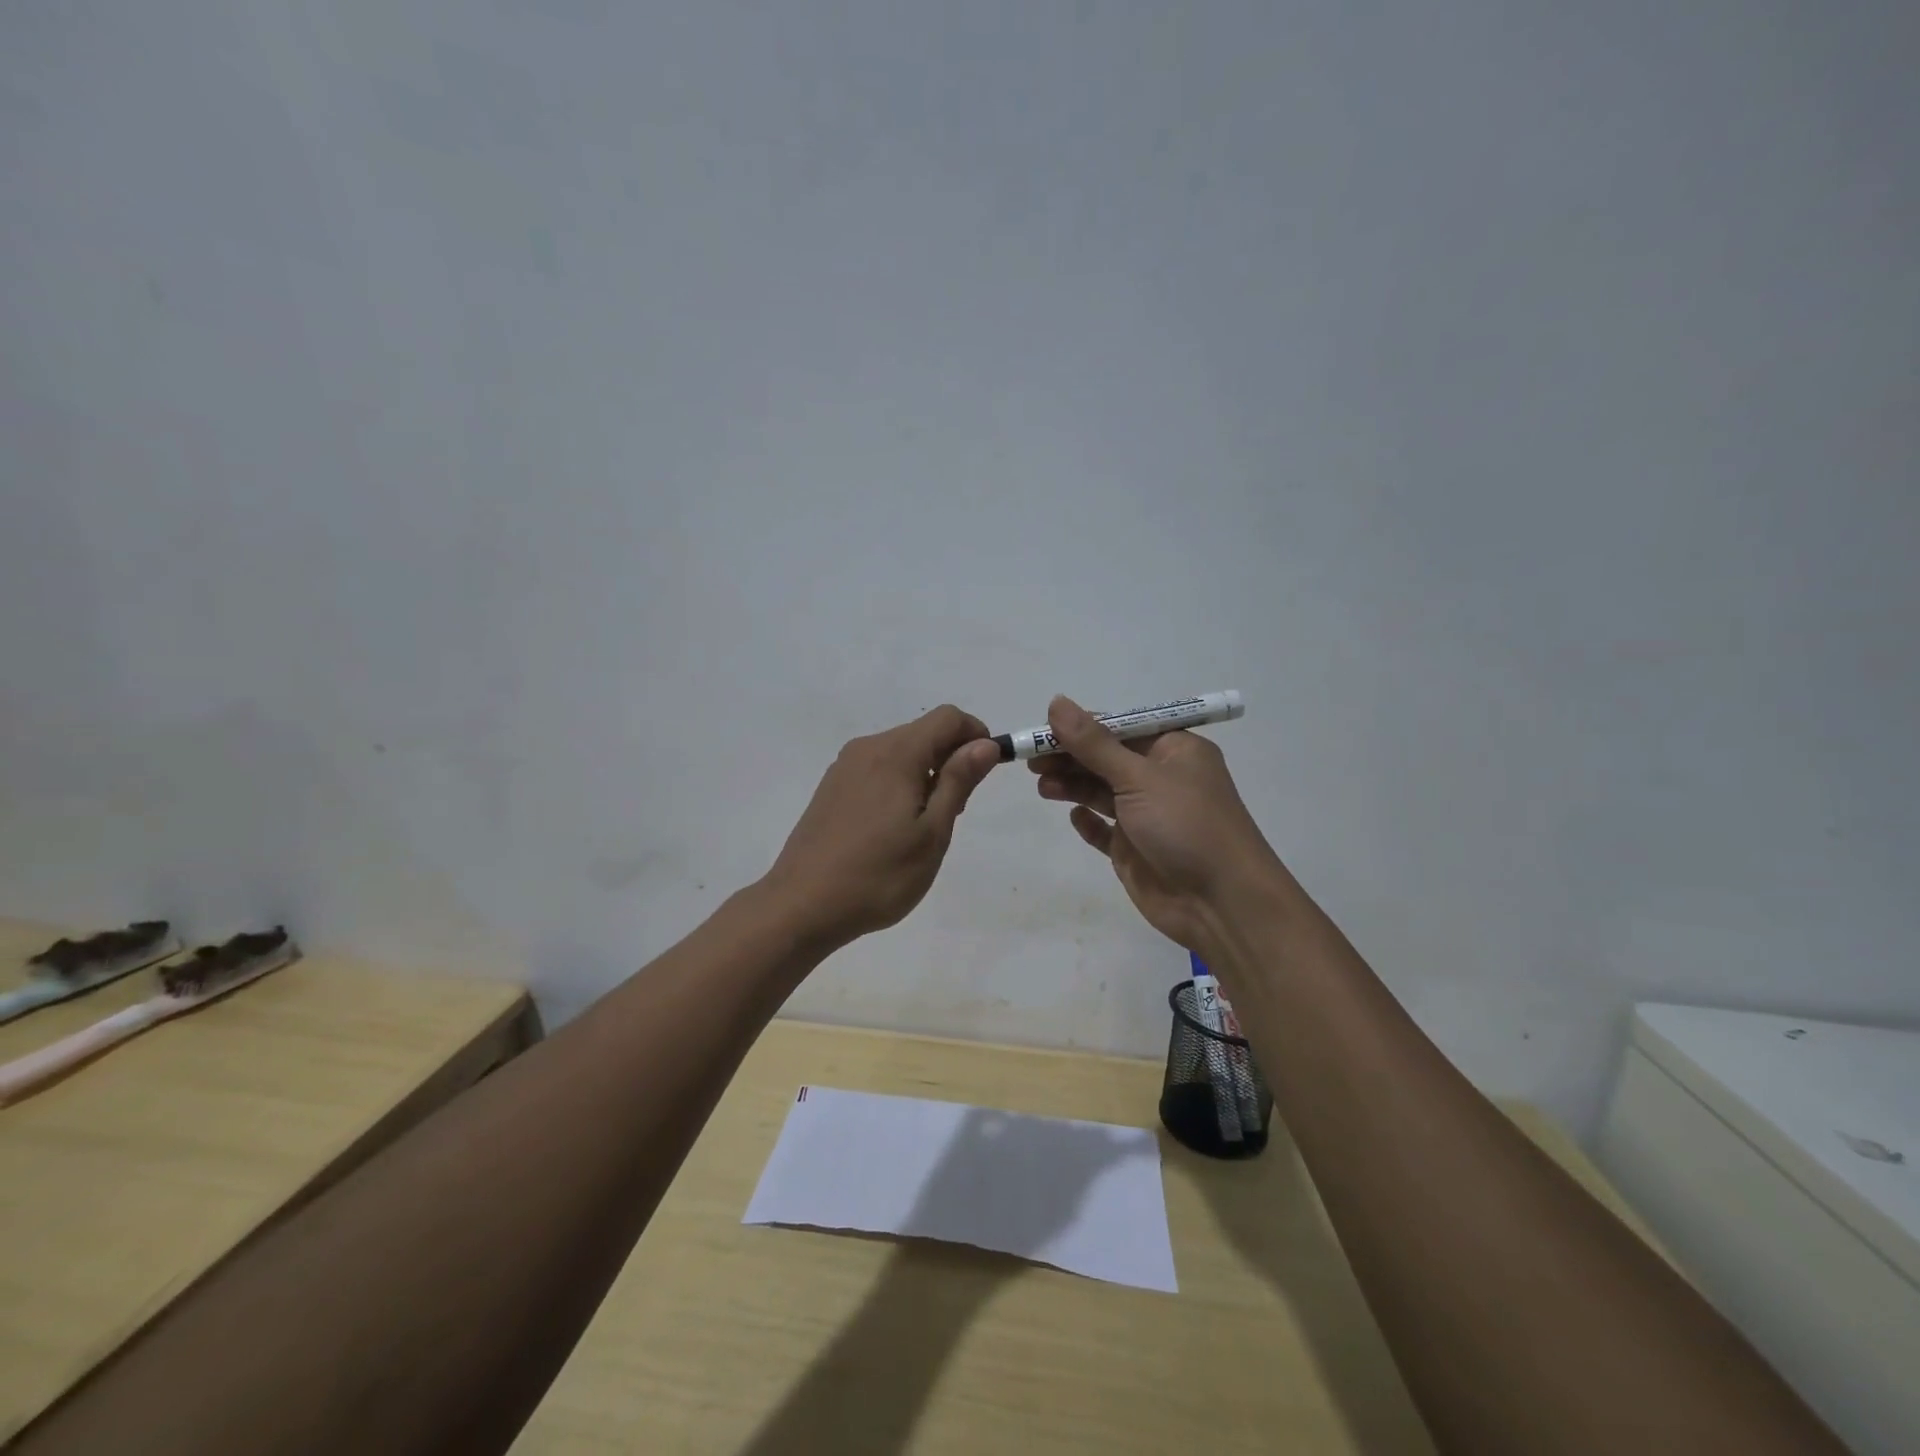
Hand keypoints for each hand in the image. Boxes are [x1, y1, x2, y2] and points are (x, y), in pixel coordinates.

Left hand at [763, 705, 999, 947]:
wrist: (802, 906)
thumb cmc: (879, 875)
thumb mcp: (932, 833)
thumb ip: (959, 781)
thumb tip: (985, 743)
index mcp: (896, 753)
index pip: (948, 717)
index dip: (975, 735)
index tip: (984, 773)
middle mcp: (868, 748)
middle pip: (923, 732)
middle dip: (950, 759)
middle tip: (954, 812)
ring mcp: (844, 767)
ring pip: (900, 752)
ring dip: (925, 773)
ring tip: (923, 827)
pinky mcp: (831, 787)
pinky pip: (877, 769)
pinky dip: (898, 783)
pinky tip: (892, 829)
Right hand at [1030, 696, 1284, 956]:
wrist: (1221, 903)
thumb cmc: (1186, 825)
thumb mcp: (1139, 776)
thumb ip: (1093, 743)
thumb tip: (1056, 703)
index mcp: (1174, 750)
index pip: (1119, 728)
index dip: (1080, 728)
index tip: (1042, 732)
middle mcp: (1161, 779)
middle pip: (1106, 759)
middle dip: (1070, 758)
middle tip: (1031, 762)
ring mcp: (1147, 816)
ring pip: (1101, 792)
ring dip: (1072, 786)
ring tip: (1042, 787)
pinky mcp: (1135, 850)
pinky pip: (1104, 830)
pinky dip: (1088, 822)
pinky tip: (1074, 817)